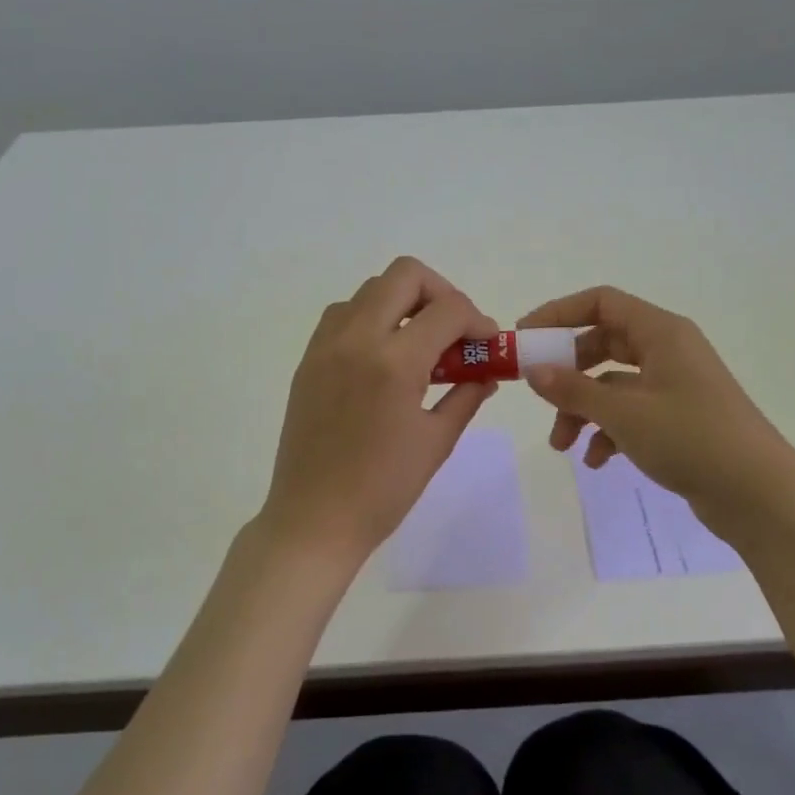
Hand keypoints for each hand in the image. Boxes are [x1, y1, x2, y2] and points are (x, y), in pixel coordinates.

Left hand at [259, 257, 498, 573]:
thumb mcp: (437, 442)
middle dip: (441, 293)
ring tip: (419, 344)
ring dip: (403, 303)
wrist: (314, 520)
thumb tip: (486, 372)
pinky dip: (370, 318)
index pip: (448, 310)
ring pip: (370, 290)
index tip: (487, 344)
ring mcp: (326, 346)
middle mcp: (356, 339)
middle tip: (454, 330)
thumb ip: (466, 395)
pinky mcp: (308, 361)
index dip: (478, 320)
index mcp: (394, 362)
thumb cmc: (383, 490)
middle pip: (405, 275)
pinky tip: (383, 357)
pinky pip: (342, 315)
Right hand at [518, 286, 794, 547]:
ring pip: (613, 385)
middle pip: (603, 344)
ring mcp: (675, 386)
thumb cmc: (691, 439)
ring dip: (583, 410)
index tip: (524, 338)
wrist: (759, 495)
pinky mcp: (678, 419)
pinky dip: (608, 432)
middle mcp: (668, 351)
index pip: (601, 302)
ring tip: (562, 446)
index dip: (559, 314)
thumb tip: (533, 370)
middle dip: (567, 373)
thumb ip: (573, 389)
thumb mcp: (624, 413)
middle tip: (538, 394)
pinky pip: (631, 413)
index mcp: (661, 332)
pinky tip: (597, 461)